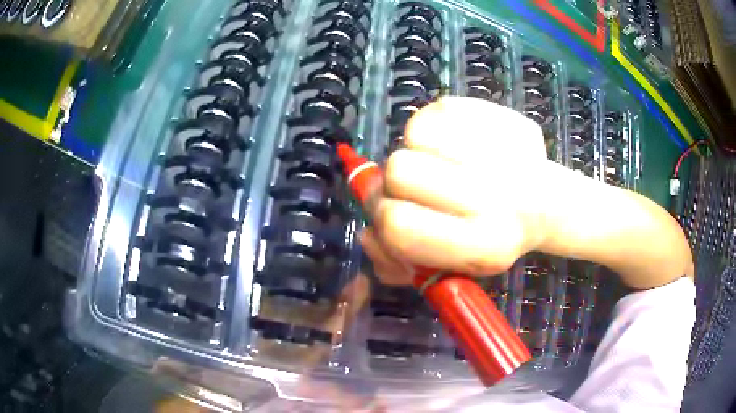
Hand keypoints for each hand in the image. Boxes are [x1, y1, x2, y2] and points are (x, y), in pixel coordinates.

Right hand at [361, 97, 553, 284]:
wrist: (546, 203)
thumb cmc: (491, 237)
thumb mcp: (447, 266)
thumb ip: (400, 259)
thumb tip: (367, 235)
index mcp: (482, 245)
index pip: (398, 225)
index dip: (382, 216)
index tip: (393, 211)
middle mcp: (496, 197)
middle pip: (400, 170)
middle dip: (397, 180)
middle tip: (419, 185)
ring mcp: (500, 150)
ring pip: (414, 134)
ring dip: (417, 150)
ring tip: (442, 162)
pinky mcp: (499, 115)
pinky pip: (434, 110)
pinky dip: (433, 126)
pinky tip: (455, 142)